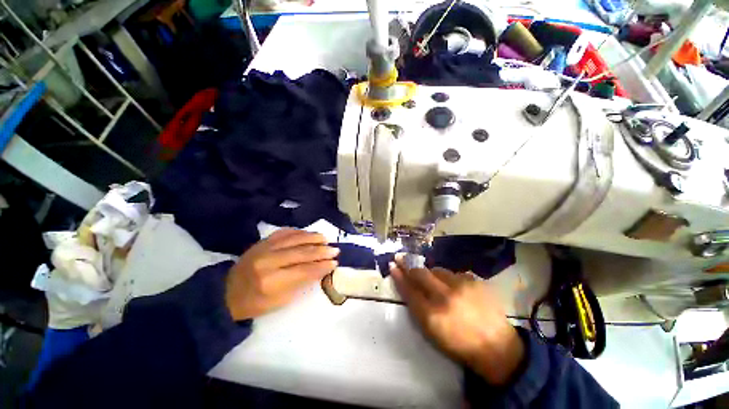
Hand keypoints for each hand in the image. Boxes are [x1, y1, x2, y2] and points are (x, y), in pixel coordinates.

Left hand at [225, 229, 338, 319]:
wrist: (226, 292)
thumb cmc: (255, 303)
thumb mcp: (280, 302)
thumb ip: (301, 283)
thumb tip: (320, 270)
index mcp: (271, 281)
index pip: (304, 270)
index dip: (321, 266)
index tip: (335, 263)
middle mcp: (268, 261)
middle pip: (301, 252)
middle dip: (321, 251)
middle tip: (335, 250)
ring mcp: (264, 248)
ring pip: (294, 239)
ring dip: (313, 238)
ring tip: (326, 239)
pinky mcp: (262, 241)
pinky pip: (284, 232)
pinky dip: (299, 232)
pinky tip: (309, 234)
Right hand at [390, 259, 524, 385]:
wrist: (497, 348)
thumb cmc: (459, 344)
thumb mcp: (432, 332)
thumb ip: (417, 307)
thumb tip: (407, 286)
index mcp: (432, 316)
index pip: (409, 290)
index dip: (399, 276)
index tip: (391, 265)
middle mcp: (445, 297)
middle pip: (420, 273)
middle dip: (408, 264)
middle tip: (400, 257)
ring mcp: (462, 286)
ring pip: (437, 270)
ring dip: (432, 274)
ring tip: (434, 282)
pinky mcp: (475, 281)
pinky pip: (454, 273)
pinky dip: (450, 278)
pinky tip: (455, 288)